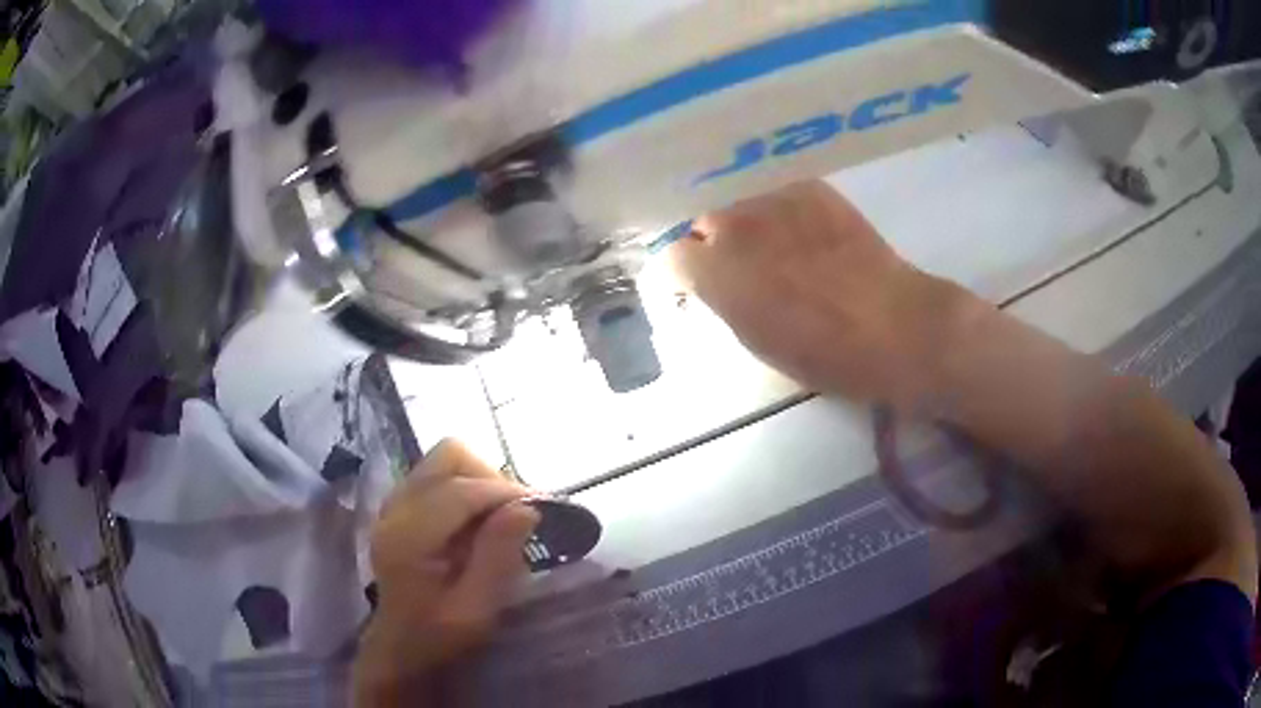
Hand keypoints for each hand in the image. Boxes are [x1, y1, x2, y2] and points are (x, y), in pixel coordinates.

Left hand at [352, 440, 538, 704]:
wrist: (400, 646)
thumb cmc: (439, 636)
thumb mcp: (476, 609)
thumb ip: (498, 557)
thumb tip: (527, 508)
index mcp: (408, 536)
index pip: (459, 490)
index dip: (505, 492)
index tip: (543, 506)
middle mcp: (395, 508)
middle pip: (448, 456)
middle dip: (491, 477)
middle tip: (518, 512)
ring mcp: (395, 503)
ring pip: (444, 461)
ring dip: (480, 480)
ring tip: (502, 516)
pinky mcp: (402, 506)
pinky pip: (440, 476)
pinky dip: (467, 487)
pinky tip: (480, 521)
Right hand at [671, 180, 979, 409]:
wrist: (892, 323)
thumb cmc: (823, 351)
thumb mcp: (755, 338)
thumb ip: (722, 299)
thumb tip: (711, 280)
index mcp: (714, 270)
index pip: (672, 255)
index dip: (688, 271)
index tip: (703, 283)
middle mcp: (733, 224)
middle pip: (703, 220)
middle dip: (715, 240)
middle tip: (745, 264)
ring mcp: (772, 198)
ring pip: (740, 201)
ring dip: (748, 221)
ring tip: (781, 245)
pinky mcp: (808, 186)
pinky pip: (777, 191)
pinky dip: (783, 210)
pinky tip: (808, 232)